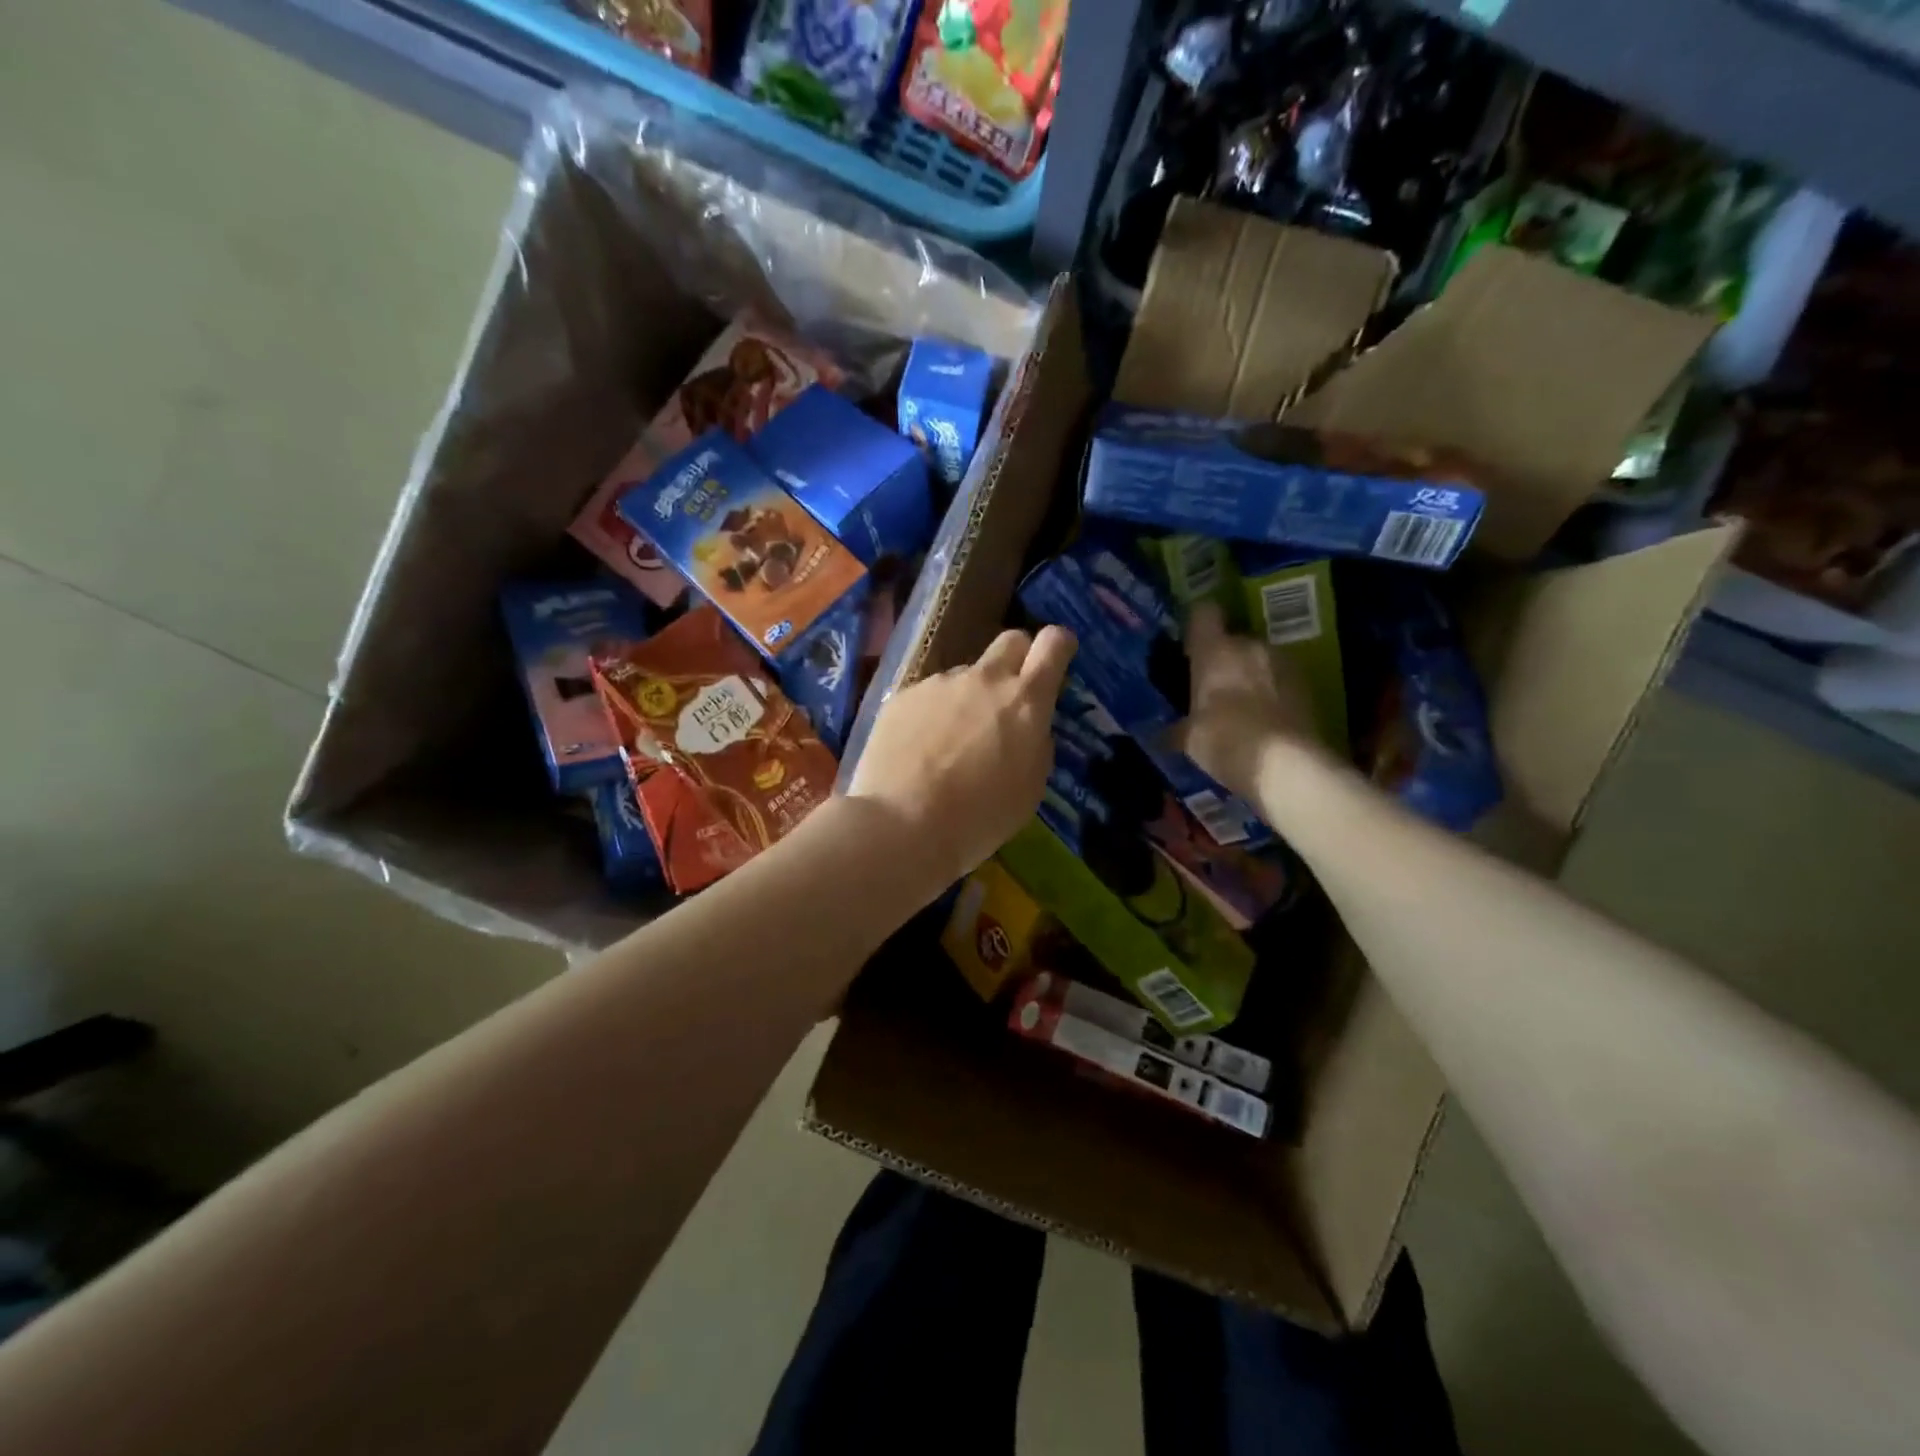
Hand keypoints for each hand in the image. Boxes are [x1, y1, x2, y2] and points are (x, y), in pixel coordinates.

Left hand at [849, 626, 1074, 886]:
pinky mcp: (903, 696)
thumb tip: (1027, 728)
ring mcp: (939, 684)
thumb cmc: (979, 817)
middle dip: (1017, 659)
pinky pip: (928, 696)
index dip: (1059, 646)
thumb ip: (1034, 743)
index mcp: (1025, 701)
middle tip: (1008, 698)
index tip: (1057, 660)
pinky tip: (918, 752)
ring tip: (949, 745)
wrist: (903, 824)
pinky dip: (931, 716)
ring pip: (964, 676)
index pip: (1053, 644)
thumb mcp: (1030, 787)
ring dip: (967, 699)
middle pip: (1010, 641)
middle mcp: (983, 680)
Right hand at [1177, 602, 1326, 798]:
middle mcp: (1250, 646)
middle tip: (1215, 688)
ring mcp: (1284, 662)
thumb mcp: (1189, 740)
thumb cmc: (1224, 742)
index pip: (1203, 613)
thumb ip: (1178, 729)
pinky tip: (1266, 721)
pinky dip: (1274, 693)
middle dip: (1225, 660)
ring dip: (1252, 675)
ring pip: (1260, 660)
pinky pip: (1282, 680)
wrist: (1286, 765)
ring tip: (1244, 707)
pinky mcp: (1308, 685)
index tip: (1190, 646)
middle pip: (1234, 640)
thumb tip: (1164, 735)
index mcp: (1215, 651)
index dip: (1197, 626)